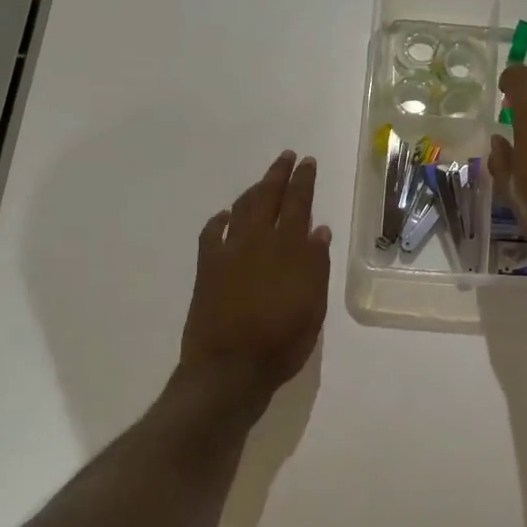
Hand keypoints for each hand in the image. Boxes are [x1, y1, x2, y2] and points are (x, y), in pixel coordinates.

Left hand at [177, 151, 331, 413]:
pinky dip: (220, 220)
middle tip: (287, 157)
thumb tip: (319, 230)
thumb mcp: (313, 307)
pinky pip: (211, 233)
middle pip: (268, 198)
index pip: (298, 204)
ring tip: (263, 180)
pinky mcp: (207, 268)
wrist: (229, 368)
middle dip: (278, 175)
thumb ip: (316, 266)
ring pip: (241, 209)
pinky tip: (225, 215)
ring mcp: (228, 253)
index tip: (307, 162)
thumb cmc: (282, 342)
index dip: (303, 181)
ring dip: (254, 190)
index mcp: (288, 250)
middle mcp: (257, 242)